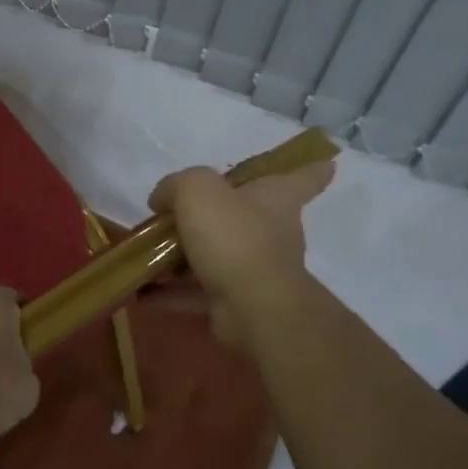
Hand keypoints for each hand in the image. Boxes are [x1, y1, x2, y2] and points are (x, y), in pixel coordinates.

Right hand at [147, 159, 334, 349]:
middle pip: (249, 216)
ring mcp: (256, 269)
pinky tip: (141, 291)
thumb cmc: (234, 237)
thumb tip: (162, 200)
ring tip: (147, 255)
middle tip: (180, 214)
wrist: (252, 306)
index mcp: (275, 198)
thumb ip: (175, 185)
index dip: (311, 167)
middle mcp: (272, 231)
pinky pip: (198, 291)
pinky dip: (172, 292)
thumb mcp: (196, 191)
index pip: (303, 177)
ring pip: (218, 255)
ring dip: (184, 257)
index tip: (326, 162)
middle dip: (220, 215)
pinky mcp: (237, 302)